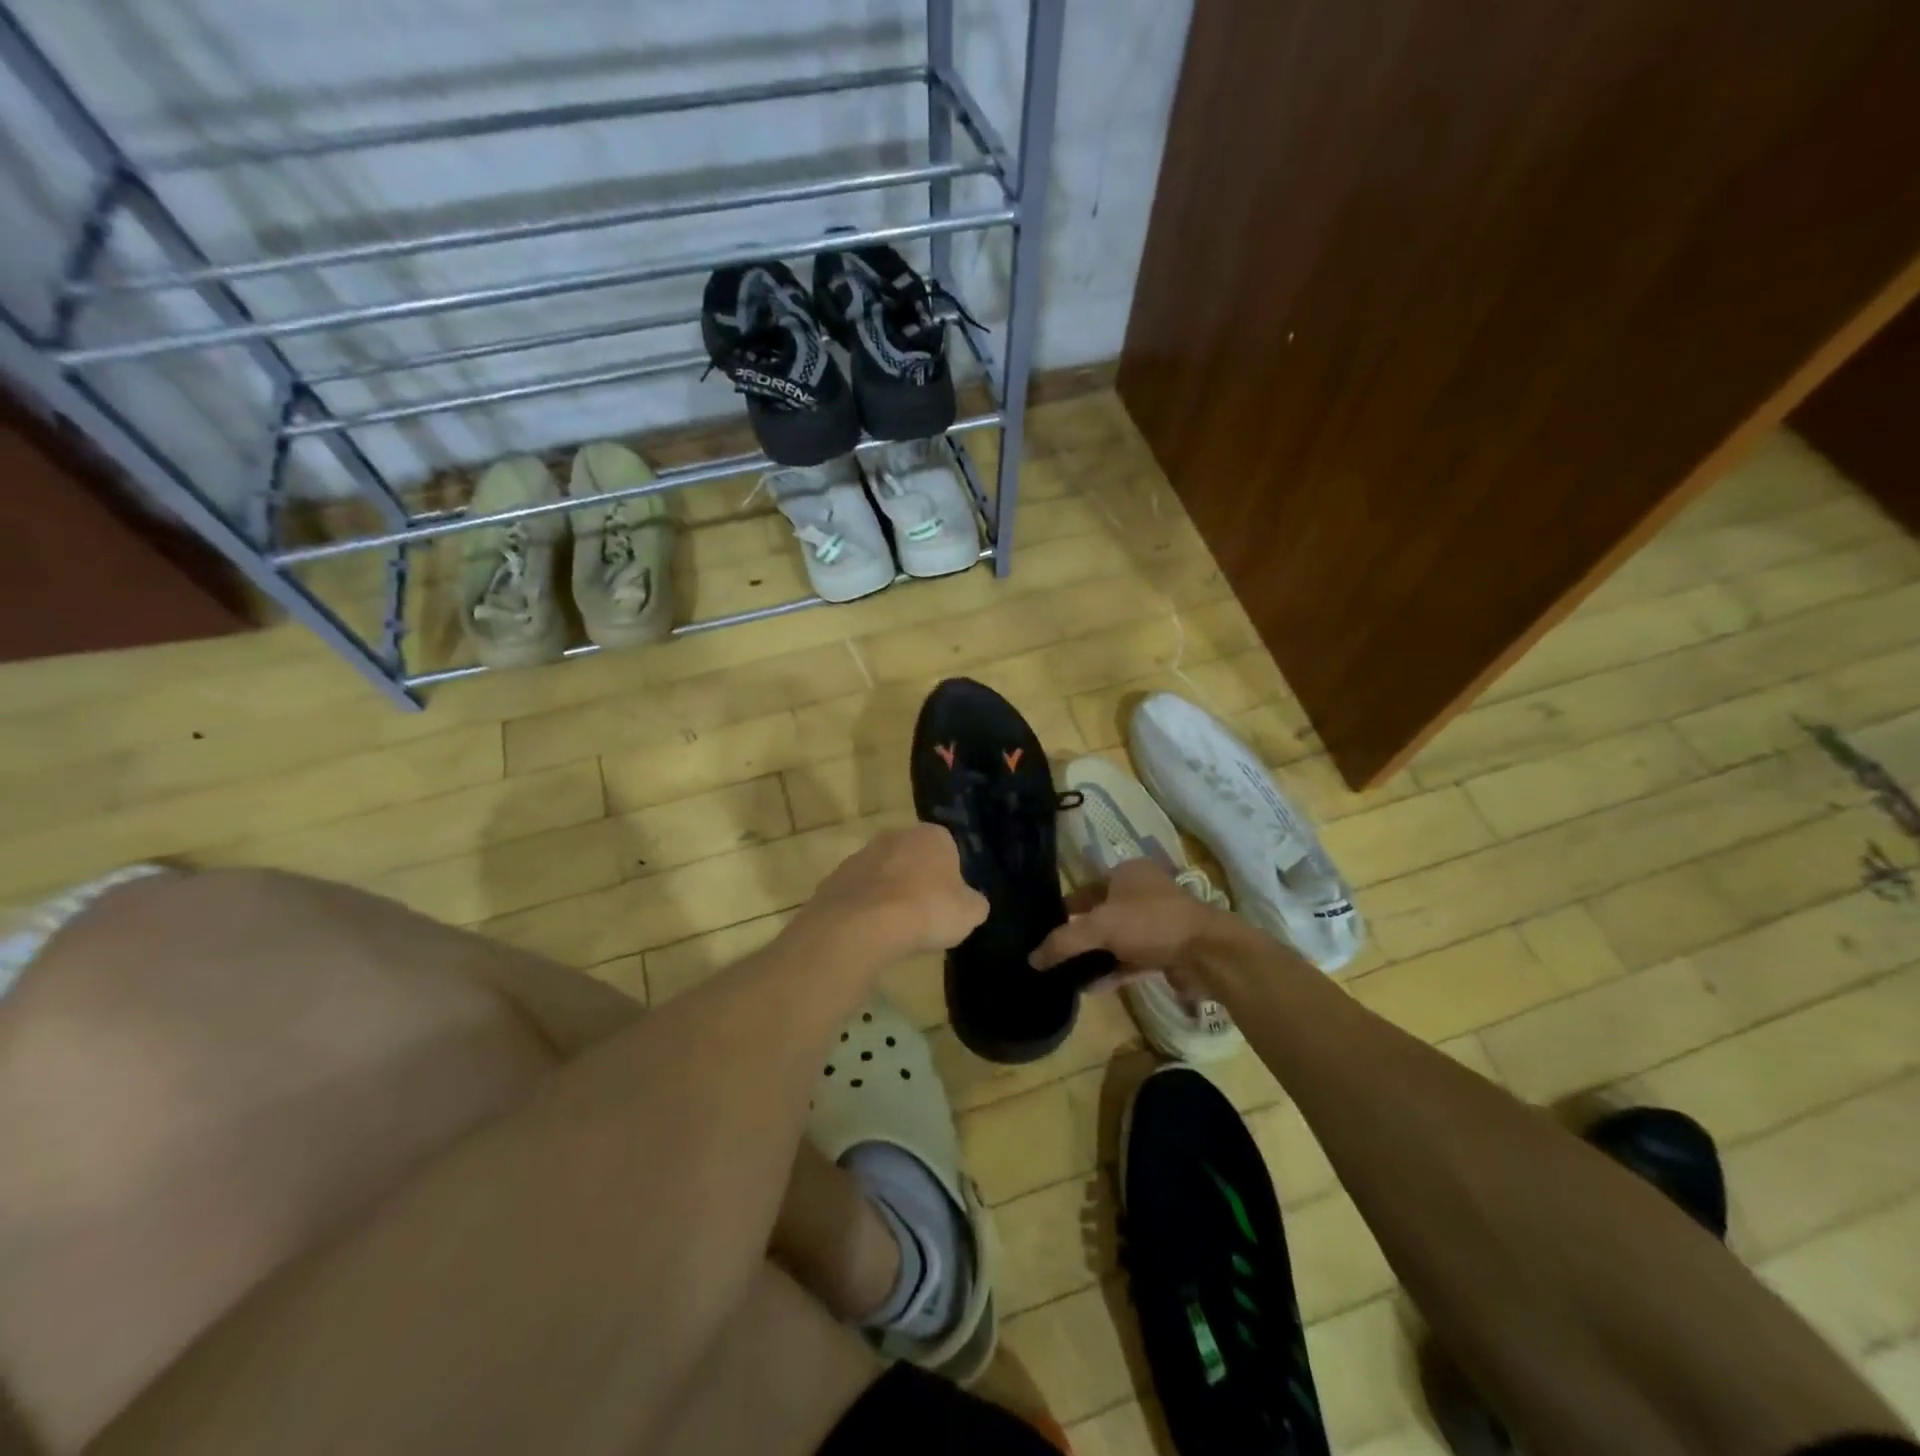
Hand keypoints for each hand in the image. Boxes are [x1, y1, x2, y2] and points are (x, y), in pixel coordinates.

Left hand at [800, 824, 988, 959]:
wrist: (863, 924)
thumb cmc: (926, 910)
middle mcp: (896, 835)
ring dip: (889, 894)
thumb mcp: (969, 913)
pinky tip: (870, 932)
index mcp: (933, 835)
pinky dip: (865, 909)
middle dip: (918, 881)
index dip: (950, 878)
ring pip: (883, 874)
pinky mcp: (835, 877)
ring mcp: (861, 854)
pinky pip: (858, 894)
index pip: (948, 850)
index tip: (948, 904)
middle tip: (924, 916)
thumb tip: (970, 903)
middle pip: (913, 858)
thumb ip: (973, 903)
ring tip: (895, 929)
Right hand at [1029, 859, 1223, 994]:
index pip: (1087, 887)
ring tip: (1068, 975)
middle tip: (1054, 954)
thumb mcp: (1100, 927)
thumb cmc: (1151, 923)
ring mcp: (1156, 923)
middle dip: (1079, 935)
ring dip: (1095, 956)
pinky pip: (1131, 961)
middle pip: (1101, 914)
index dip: (1066, 906)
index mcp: (1127, 873)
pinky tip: (1090, 988)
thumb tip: (1031, 959)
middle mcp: (1142, 893)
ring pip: (1117, 940)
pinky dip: (1113, 972)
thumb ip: (1064, 942)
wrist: (1208, 953)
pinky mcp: (1166, 951)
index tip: (1045, 927)